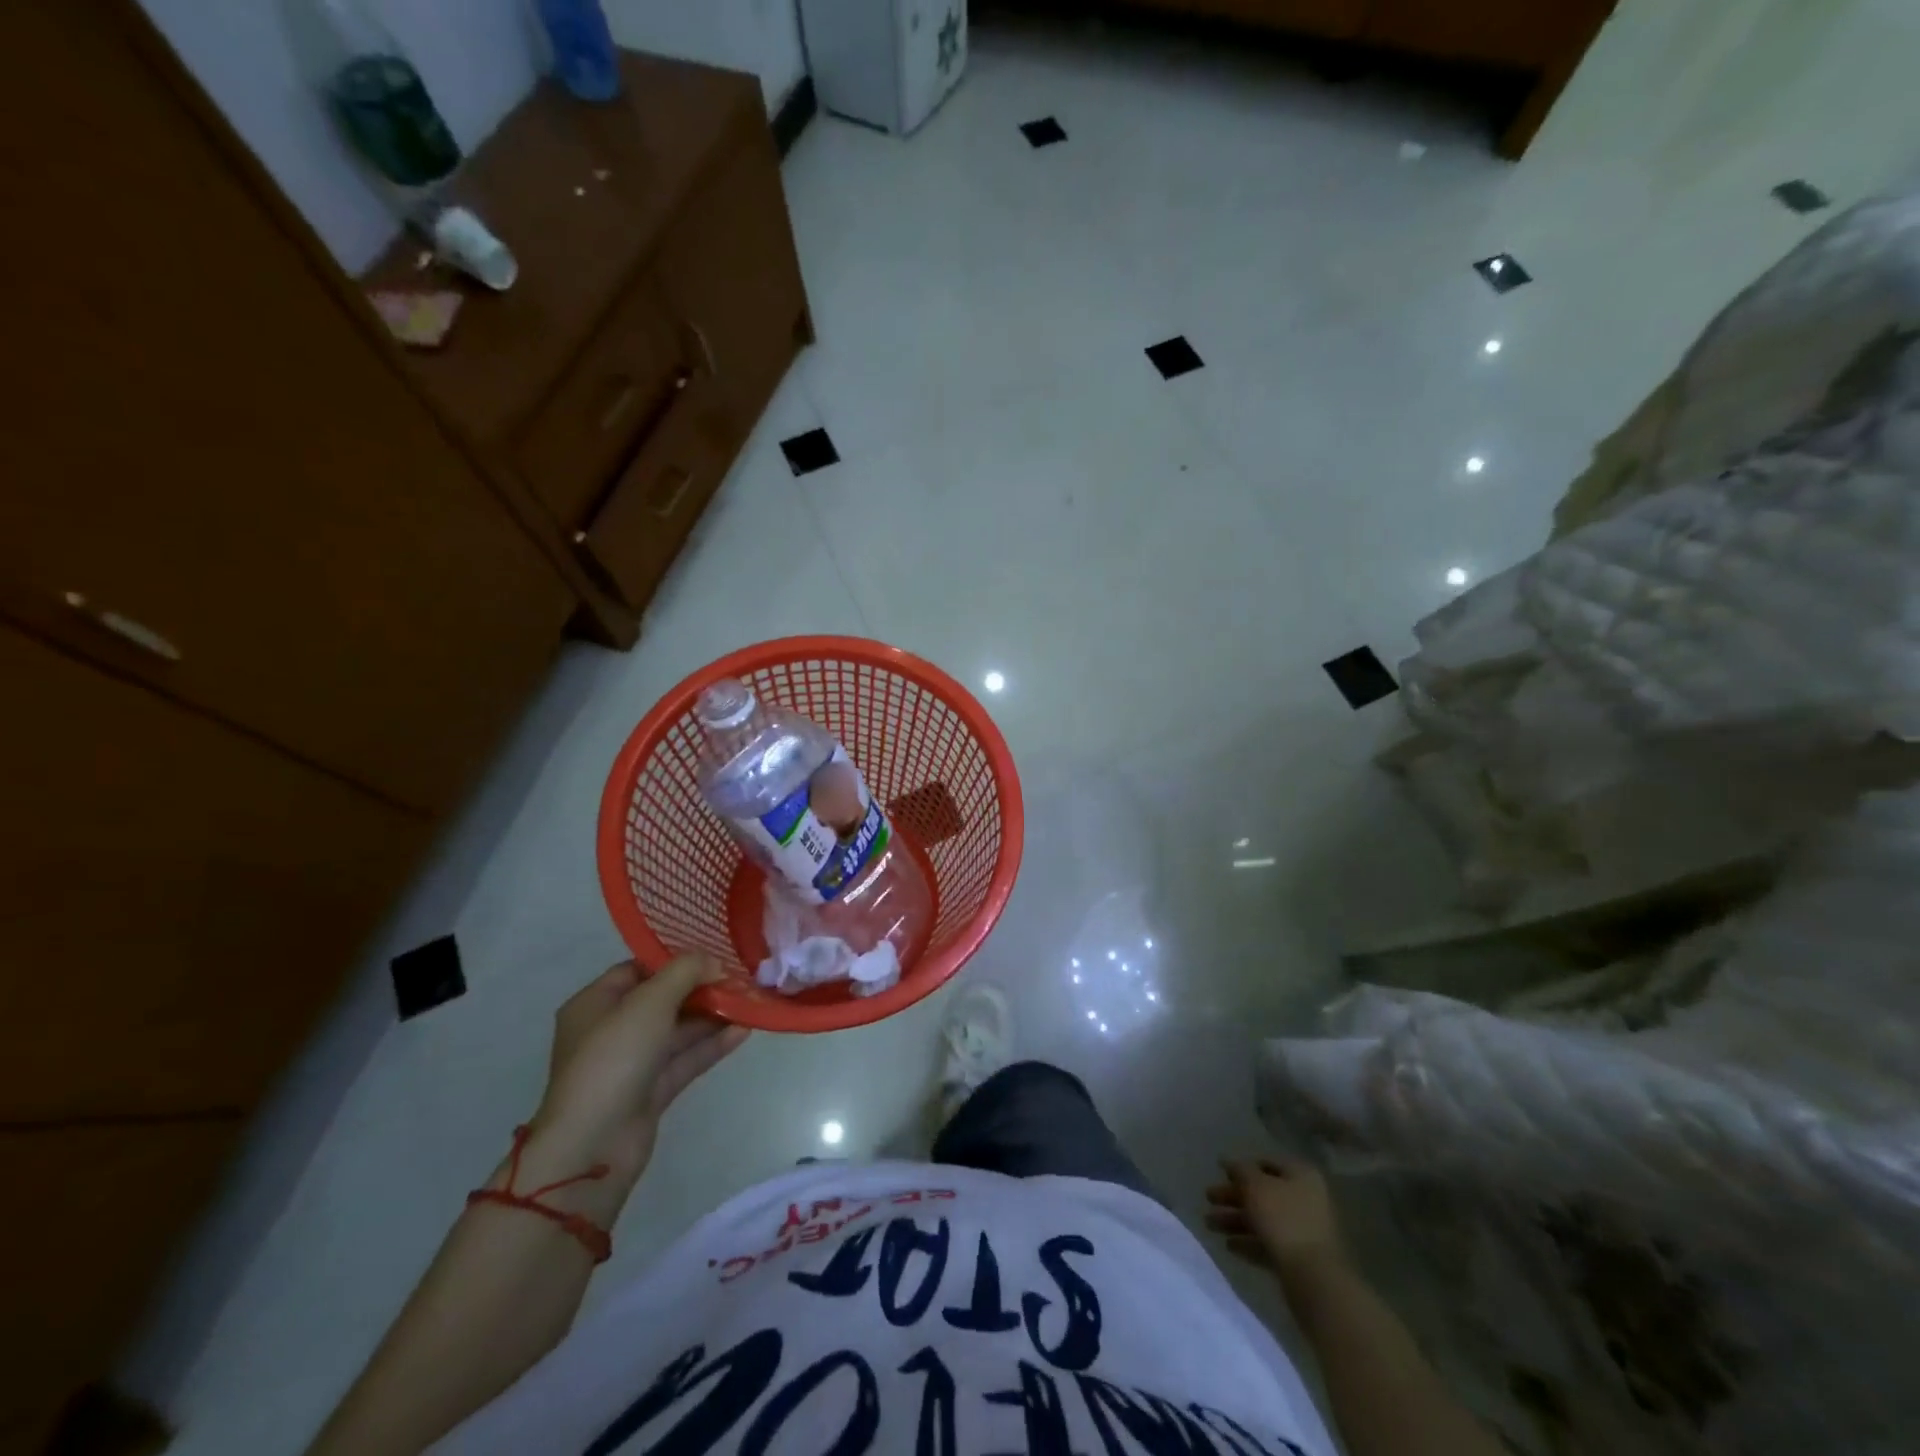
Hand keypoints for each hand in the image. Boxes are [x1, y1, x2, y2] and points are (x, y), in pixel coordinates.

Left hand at [527, 955, 748, 1192]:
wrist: (593, 1145)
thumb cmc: (614, 1058)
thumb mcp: (651, 1001)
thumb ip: (686, 972)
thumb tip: (714, 962)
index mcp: (595, 1004)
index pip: (638, 969)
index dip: (675, 960)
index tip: (714, 955)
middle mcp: (611, 1030)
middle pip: (662, 1000)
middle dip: (701, 988)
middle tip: (739, 978)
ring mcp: (631, 1063)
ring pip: (678, 1031)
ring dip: (712, 1017)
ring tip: (749, 1002)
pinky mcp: (651, 1091)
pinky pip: (685, 1059)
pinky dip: (712, 1045)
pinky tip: (744, 1031)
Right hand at [1206, 1156, 1346, 1283]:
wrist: (1314, 1278)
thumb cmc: (1283, 1220)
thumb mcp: (1254, 1186)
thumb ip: (1239, 1170)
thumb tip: (1229, 1162)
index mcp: (1301, 1175)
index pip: (1267, 1163)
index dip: (1242, 1167)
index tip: (1220, 1173)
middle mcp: (1305, 1199)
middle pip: (1263, 1193)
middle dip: (1233, 1196)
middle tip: (1208, 1198)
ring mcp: (1304, 1231)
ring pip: (1263, 1220)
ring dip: (1235, 1220)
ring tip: (1209, 1225)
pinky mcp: (1299, 1259)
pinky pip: (1269, 1244)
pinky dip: (1249, 1242)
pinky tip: (1229, 1246)